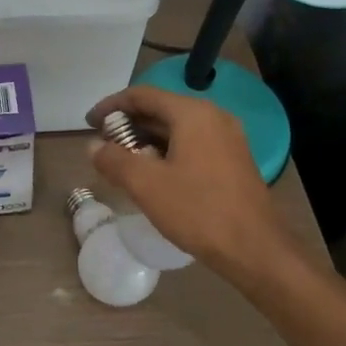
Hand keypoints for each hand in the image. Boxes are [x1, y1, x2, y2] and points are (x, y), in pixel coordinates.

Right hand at [86, 85, 297, 284]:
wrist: (256, 250)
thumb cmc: (198, 211)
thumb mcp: (146, 185)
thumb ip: (114, 160)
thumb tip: (93, 146)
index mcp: (192, 113)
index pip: (142, 95)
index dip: (111, 106)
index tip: (89, 123)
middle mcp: (213, 117)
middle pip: (161, 109)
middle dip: (128, 125)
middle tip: (103, 145)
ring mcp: (228, 139)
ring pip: (177, 128)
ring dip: (147, 139)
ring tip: (123, 162)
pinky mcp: (234, 160)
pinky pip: (192, 144)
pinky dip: (167, 151)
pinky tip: (154, 175)